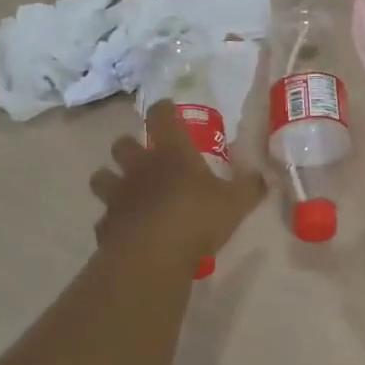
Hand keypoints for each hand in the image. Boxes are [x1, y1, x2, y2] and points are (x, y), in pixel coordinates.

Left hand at [89, 101, 266, 268]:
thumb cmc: (197, 217)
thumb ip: (250, 187)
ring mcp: (118, 195)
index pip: (161, 115)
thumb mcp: (236, 202)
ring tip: (124, 191)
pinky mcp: (105, 226)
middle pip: (122, 144)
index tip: (168, 109)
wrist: (152, 256)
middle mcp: (140, 167)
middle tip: (143, 155)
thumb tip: (264, 178)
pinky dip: (112, 222)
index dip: (164, 109)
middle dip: (129, 146)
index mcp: (172, 152)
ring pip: (101, 177)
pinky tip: (125, 231)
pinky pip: (104, 219)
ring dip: (109, 180)